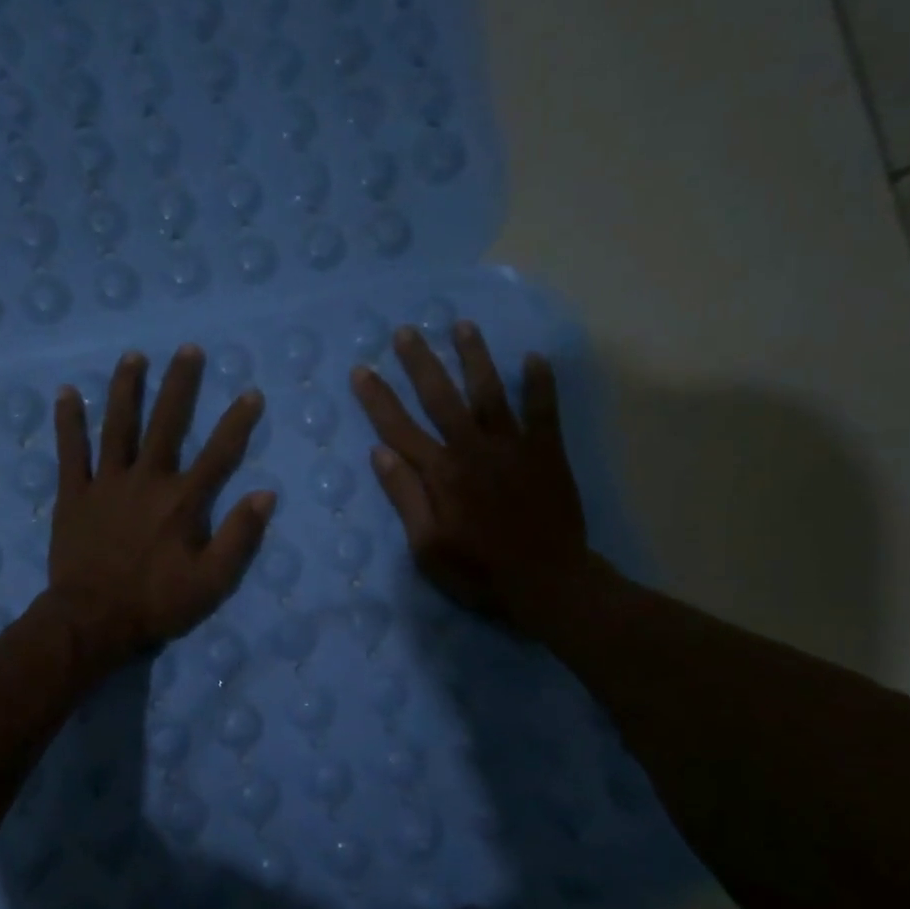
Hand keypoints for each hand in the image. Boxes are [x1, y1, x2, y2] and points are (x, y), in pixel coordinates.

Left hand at [42, 345, 275, 674]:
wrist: (93, 620)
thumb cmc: (156, 603)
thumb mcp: (211, 582)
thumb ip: (239, 537)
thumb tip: (265, 494)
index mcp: (182, 501)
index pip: (218, 454)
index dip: (237, 422)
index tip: (251, 393)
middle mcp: (146, 480)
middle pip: (166, 424)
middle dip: (180, 385)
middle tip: (188, 349)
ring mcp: (106, 483)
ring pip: (118, 426)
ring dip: (126, 389)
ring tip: (133, 356)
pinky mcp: (73, 494)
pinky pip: (70, 451)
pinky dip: (69, 422)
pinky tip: (66, 392)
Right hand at [351, 322, 600, 633]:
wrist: (548, 583)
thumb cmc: (479, 572)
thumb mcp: (427, 547)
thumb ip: (405, 497)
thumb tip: (380, 453)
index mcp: (441, 473)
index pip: (399, 428)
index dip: (377, 398)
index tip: (361, 370)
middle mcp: (473, 448)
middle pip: (441, 397)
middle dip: (421, 362)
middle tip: (406, 331)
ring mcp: (513, 446)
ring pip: (489, 392)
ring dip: (475, 357)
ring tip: (463, 325)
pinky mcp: (547, 452)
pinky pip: (544, 410)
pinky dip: (540, 384)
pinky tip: (534, 358)